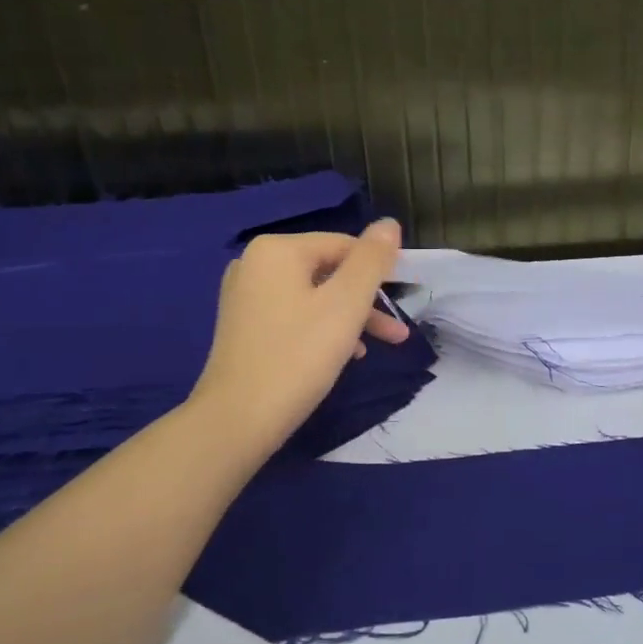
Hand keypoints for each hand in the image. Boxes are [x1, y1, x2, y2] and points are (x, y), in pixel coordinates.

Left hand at [192, 220, 409, 462]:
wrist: (238, 419)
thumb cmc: (299, 356)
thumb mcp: (346, 305)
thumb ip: (371, 261)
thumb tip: (389, 224)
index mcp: (277, 250)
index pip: (344, 246)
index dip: (379, 272)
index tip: (404, 303)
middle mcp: (255, 264)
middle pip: (329, 272)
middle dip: (366, 302)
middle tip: (397, 334)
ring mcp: (246, 296)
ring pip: (314, 297)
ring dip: (350, 319)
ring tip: (374, 349)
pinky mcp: (244, 326)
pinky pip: (295, 315)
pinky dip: (322, 330)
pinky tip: (342, 357)